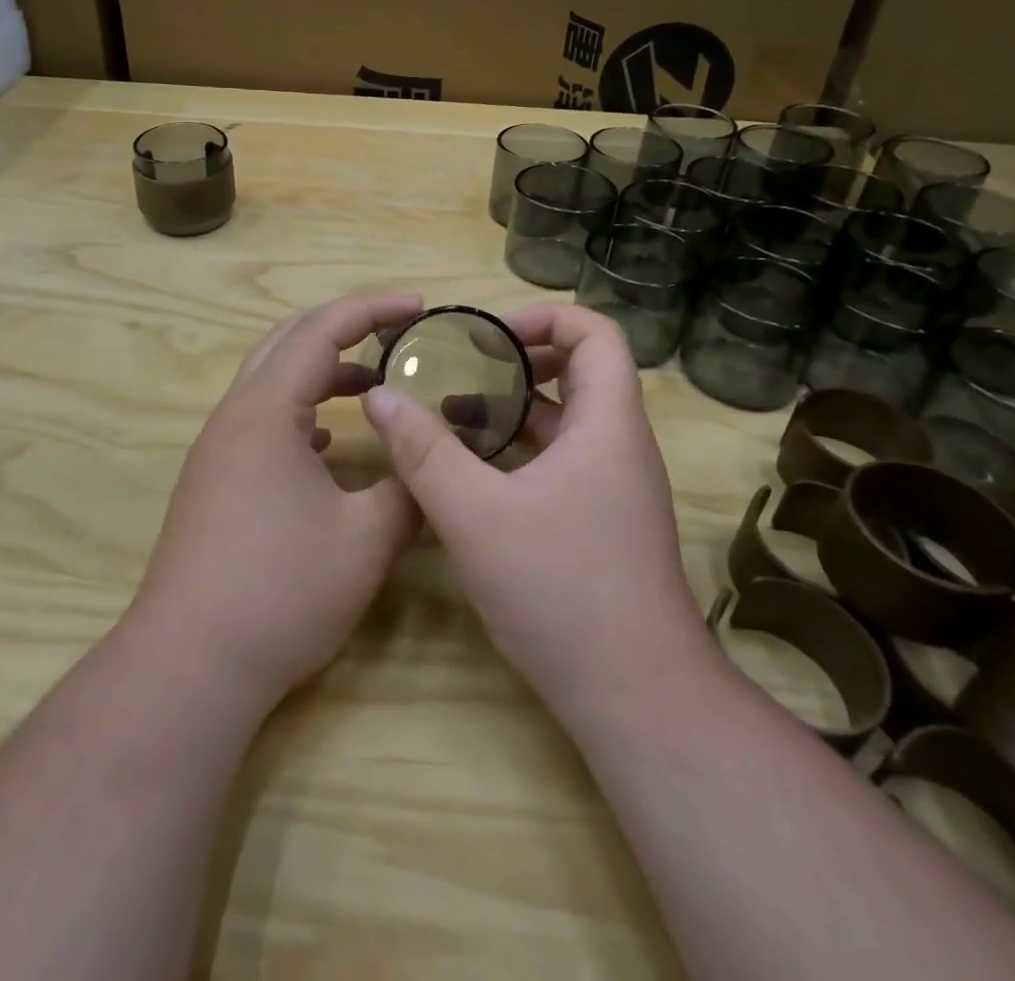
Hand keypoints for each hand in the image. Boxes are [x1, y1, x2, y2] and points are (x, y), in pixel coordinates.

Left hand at [124, 291, 423, 712]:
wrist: (190, 663)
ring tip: (373, 385)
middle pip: (288, 342)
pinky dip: (300, 409)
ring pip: (272, 381)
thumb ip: (409, 488)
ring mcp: (219, 449)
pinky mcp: (215, 480)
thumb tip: (433, 464)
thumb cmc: (280, 591)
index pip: (321, 331)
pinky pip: (262, 420)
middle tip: (396, 332)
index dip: (372, 309)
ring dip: (321, 371)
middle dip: (344, 327)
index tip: (418, 306)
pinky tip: (328, 440)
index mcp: (265, 410)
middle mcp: (234, 416)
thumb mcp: (366, 539)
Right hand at [362, 304, 713, 722]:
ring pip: (564, 418)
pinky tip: (470, 469)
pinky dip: (517, 447)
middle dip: (517, 358)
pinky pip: (559, 458)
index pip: (596, 332)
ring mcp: (612, 485)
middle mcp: (618, 444)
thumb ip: (423, 451)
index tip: (488, 335)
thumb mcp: (475, 516)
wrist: (635, 699)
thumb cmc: (561, 592)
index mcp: (607, 424)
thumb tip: (379, 396)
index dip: (543, 316)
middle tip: (460, 364)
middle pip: (578, 370)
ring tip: (452, 409)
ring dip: (512, 405)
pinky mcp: (600, 518)